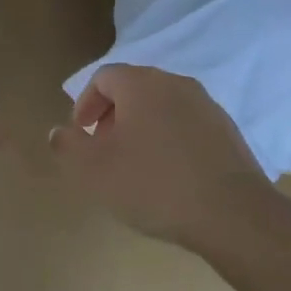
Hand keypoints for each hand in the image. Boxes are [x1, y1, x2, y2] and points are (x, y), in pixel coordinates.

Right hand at [48, 63, 269, 253]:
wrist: (231, 214)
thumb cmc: (152, 185)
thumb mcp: (94, 170)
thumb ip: (69, 146)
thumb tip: (59, 131)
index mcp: (142, 84)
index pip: (104, 77)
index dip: (85, 103)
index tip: (82, 135)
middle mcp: (176, 84)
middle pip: (134, 88)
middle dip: (112, 115)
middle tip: (103, 150)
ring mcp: (207, 106)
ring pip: (162, 106)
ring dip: (141, 127)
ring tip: (134, 165)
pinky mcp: (227, 131)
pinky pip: (186, 125)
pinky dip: (169, 139)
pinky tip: (168, 175)